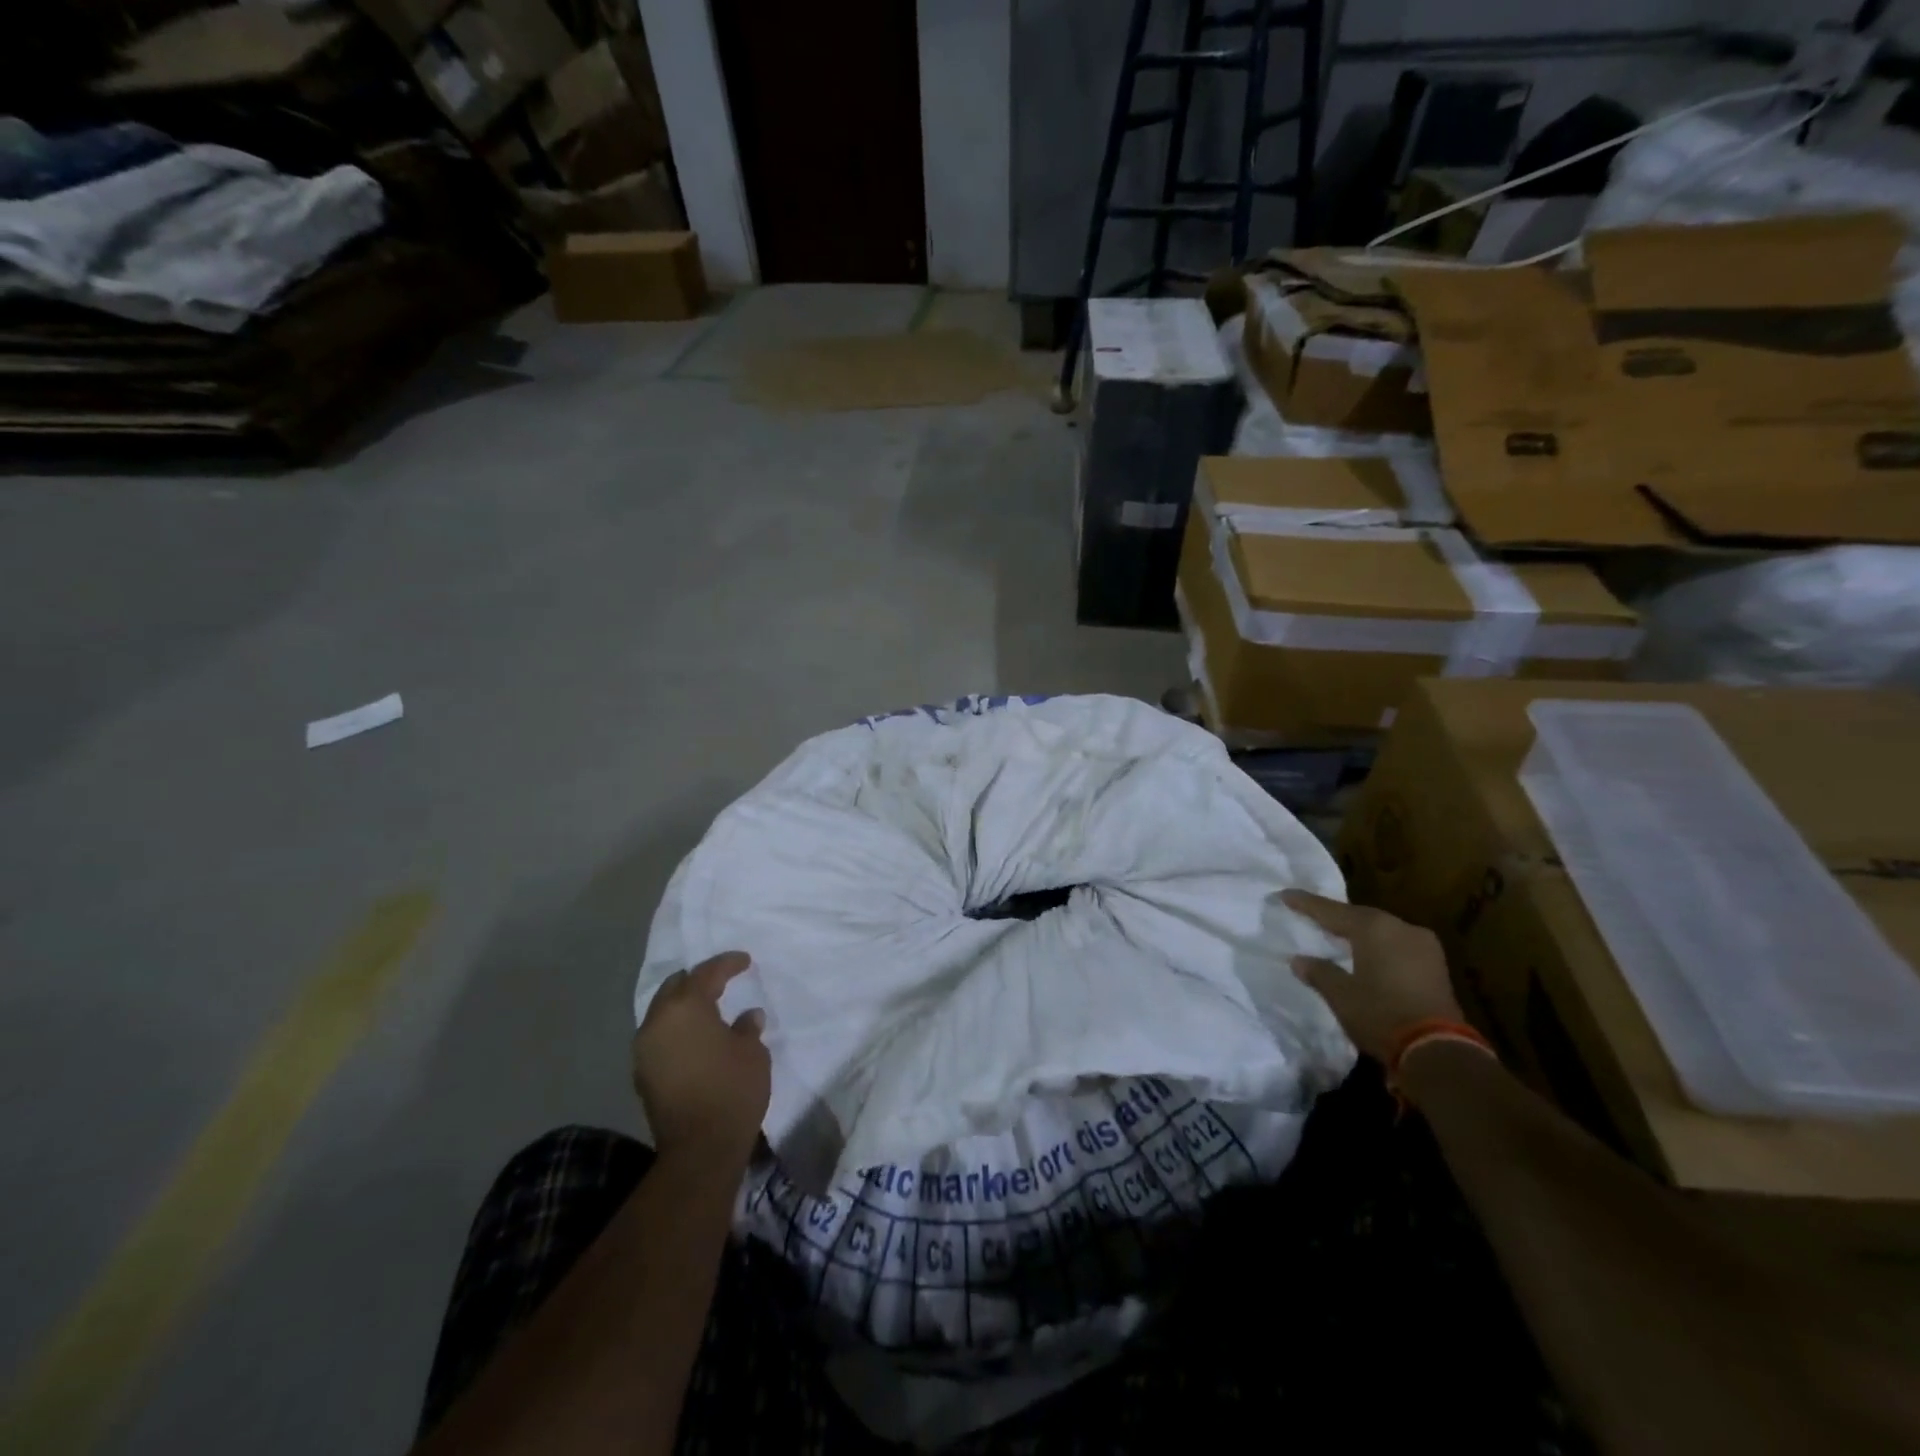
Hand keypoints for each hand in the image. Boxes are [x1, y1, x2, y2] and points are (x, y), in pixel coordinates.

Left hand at [631, 951, 770, 1167]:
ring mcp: (644, 1049)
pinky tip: (696, 1038)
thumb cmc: (732, 1090)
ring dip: (684, 1007)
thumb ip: (747, 1027)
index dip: (728, 964)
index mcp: (685, 1007)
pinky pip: (659, 1037)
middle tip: (722, 981)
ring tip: (709, 1010)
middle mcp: (657, 1022)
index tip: (745, 961)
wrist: (700, 1149)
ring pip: (663, 1012)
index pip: (706, 973)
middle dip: (698, 980)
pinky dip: (677, 1030)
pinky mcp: (642, 1074)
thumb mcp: (753, 1052)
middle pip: (675, 987)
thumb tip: (748, 1016)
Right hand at [1282, 891, 1462, 1062]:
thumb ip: (1319, 972)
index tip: (1285, 894)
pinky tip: (1367, 954)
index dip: (1306, 904)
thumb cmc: (1381, 1014)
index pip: (1332, 911)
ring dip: (1360, 933)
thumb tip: (1299, 960)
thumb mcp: (1340, 995)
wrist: (1438, 1051)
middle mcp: (1401, 928)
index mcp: (1374, 928)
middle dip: (1336, 917)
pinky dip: (1379, 947)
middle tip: (1312, 915)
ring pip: (1383, 931)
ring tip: (1338, 935)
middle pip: (1361, 917)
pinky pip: (1398, 946)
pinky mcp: (1437, 967)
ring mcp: (1424, 946)